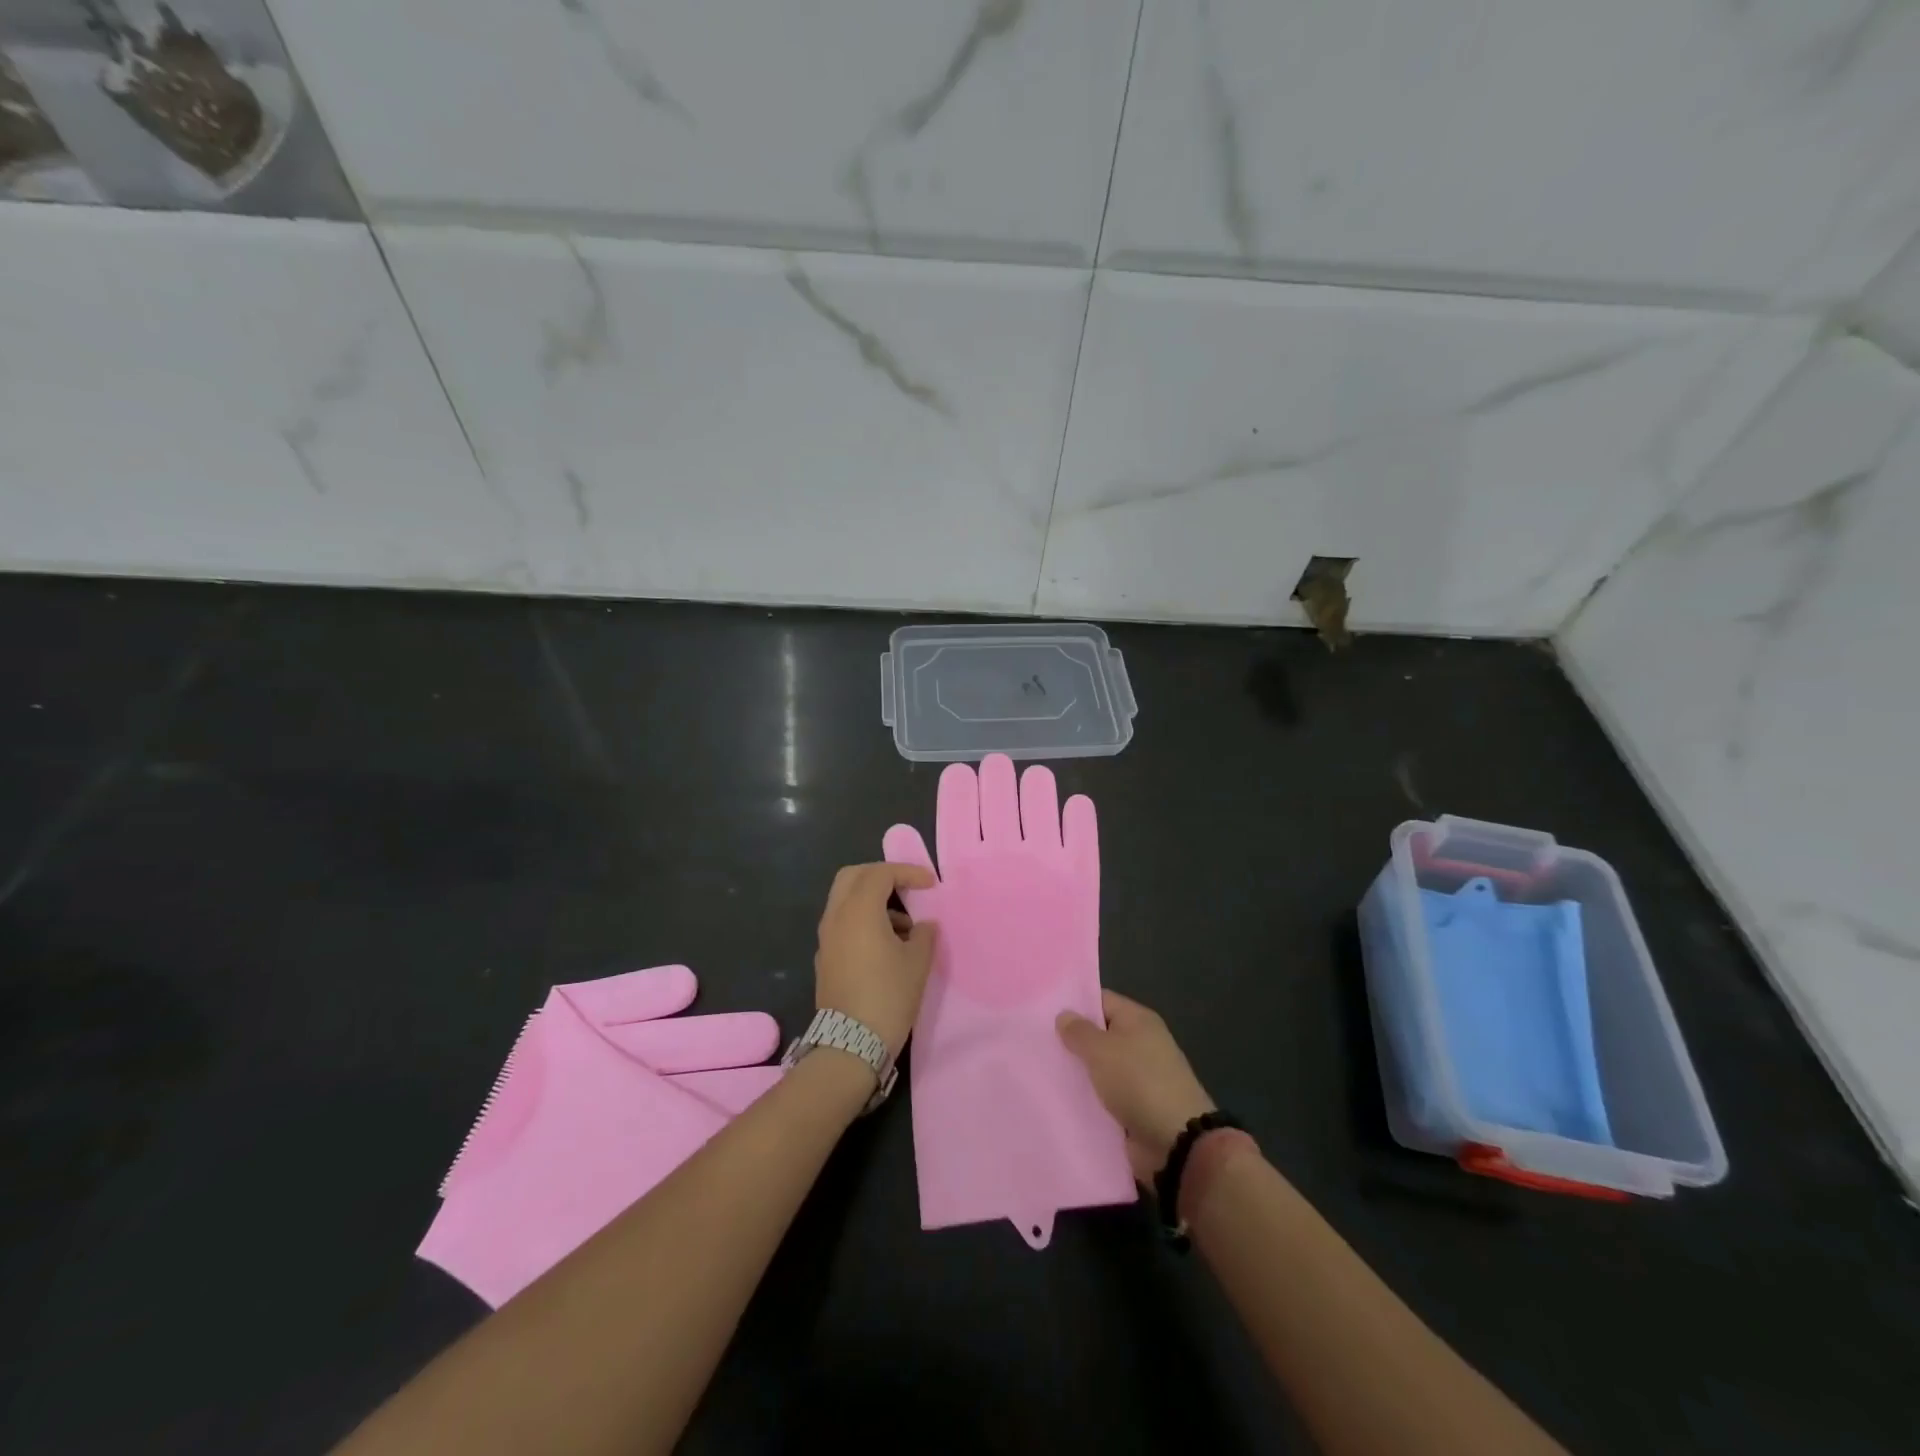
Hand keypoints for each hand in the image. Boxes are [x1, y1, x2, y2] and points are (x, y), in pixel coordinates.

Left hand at [814, 862, 938, 1059]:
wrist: (850, 1044)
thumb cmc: (888, 996)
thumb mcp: (917, 963)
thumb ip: (924, 934)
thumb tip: (923, 925)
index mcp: (859, 910)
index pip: (880, 873)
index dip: (907, 872)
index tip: (930, 884)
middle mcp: (836, 917)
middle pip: (853, 876)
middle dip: (881, 876)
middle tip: (906, 888)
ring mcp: (826, 938)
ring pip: (845, 900)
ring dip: (873, 900)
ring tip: (905, 926)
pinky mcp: (825, 957)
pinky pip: (843, 922)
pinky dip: (863, 919)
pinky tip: (886, 945)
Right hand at [1057, 990, 1214, 1181]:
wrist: (1176, 1142)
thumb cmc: (1138, 1082)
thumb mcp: (1102, 1050)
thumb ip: (1078, 1032)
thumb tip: (1064, 1015)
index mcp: (1138, 1020)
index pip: (1100, 1001)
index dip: (1074, 1004)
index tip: (1042, 1012)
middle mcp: (1139, 1044)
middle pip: (1098, 1036)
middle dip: (1071, 1041)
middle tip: (1034, 1043)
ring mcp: (1137, 1078)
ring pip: (1098, 1069)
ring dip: (1076, 1074)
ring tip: (1039, 1072)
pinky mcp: (1133, 1108)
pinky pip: (1103, 1097)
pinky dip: (1086, 1099)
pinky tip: (1057, 1100)